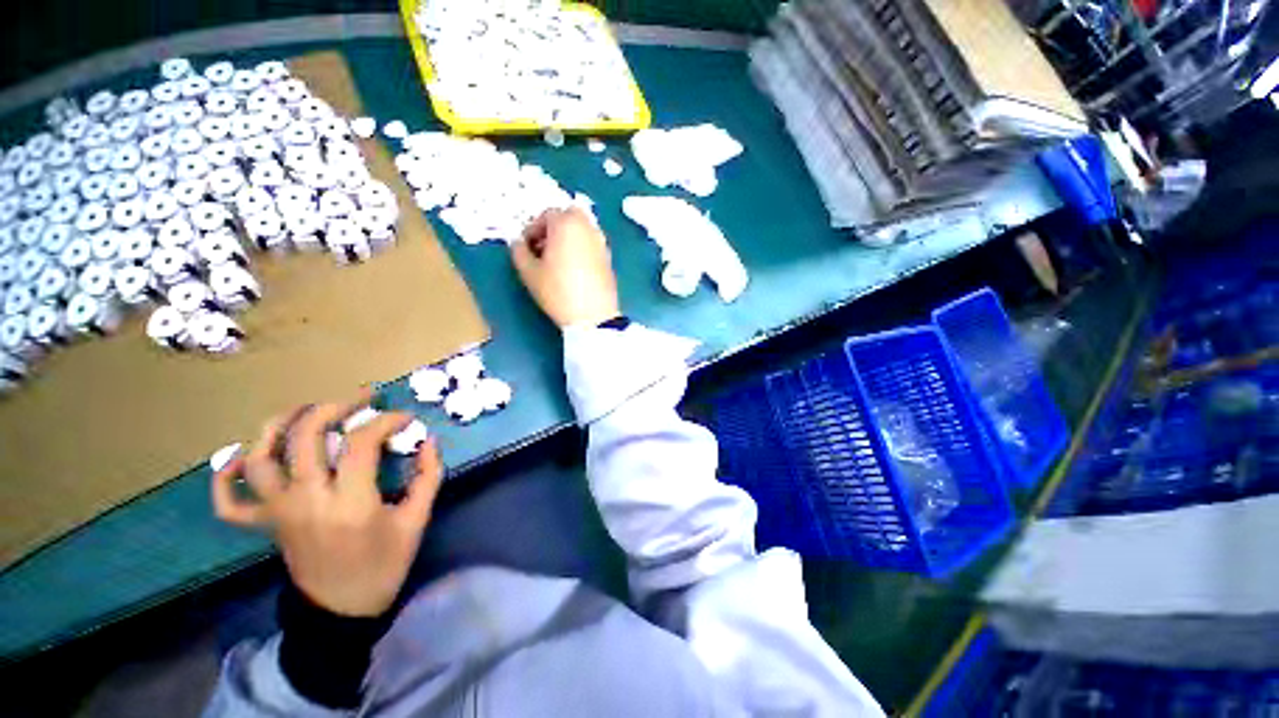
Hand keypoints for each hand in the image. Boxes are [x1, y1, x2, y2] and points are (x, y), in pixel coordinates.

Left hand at [211, 393, 441, 616]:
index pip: (361, 443)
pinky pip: (230, 501)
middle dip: (335, 407)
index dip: (386, 421)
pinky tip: (241, 458)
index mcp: (350, 503)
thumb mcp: (416, 521)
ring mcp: (279, 512)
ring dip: (280, 425)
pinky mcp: (265, 525)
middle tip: (361, 399)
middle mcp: (307, 500)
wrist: (342, 610)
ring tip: (307, 411)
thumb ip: (428, 476)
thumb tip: (430, 440)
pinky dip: (226, 476)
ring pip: (261, 457)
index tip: (405, 418)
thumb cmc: (384, 565)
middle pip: (306, 436)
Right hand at [512, 208, 620, 327]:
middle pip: (568, 217)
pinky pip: (591, 244)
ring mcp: (601, 242)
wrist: (594, 316)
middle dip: (552, 228)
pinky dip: (580, 248)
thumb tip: (517, 243)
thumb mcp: (529, 272)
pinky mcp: (609, 258)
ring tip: (557, 260)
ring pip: (581, 230)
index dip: (532, 229)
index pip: (546, 215)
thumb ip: (518, 251)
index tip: (526, 247)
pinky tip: (573, 270)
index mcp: (566, 224)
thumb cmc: (558, 291)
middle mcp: (587, 227)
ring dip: (568, 237)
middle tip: (542, 249)